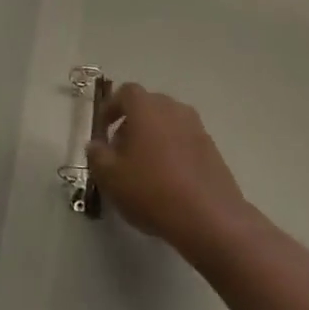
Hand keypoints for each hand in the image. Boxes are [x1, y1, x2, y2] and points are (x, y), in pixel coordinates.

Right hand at [87, 83, 247, 252]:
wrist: (209, 217)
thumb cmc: (151, 190)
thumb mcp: (110, 177)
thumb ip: (97, 155)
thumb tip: (96, 145)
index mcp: (146, 107)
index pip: (125, 92)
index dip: (110, 108)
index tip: (102, 130)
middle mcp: (173, 108)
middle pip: (147, 106)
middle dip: (131, 124)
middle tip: (120, 152)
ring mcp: (196, 127)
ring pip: (167, 123)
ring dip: (152, 138)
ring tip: (143, 169)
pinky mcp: (212, 148)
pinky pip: (184, 140)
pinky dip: (172, 151)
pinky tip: (167, 180)